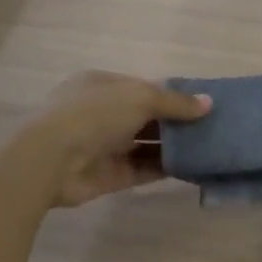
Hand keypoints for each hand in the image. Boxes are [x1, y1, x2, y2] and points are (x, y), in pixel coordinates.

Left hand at [21, 70, 211, 207]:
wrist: (50, 160)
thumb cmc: (94, 114)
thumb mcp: (140, 97)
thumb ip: (175, 102)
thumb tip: (208, 103)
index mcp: (102, 85)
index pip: (143, 87)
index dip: (171, 94)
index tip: (200, 103)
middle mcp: (102, 113)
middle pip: (146, 116)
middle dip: (175, 121)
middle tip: (211, 127)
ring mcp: (104, 145)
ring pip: (146, 143)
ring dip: (173, 146)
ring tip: (208, 147)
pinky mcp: (109, 175)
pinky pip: (143, 168)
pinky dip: (165, 168)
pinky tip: (192, 167)